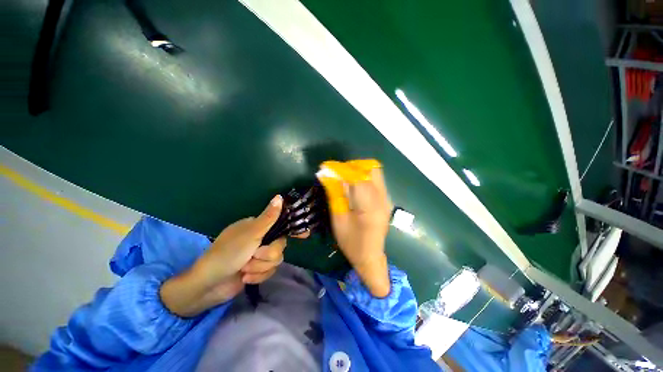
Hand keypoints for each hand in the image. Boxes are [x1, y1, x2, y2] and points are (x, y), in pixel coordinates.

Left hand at [160, 195, 288, 316]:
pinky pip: (269, 272)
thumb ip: (268, 217)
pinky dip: (257, 276)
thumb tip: (279, 197)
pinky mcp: (258, 270)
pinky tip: (245, 278)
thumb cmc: (227, 253)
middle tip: (253, 256)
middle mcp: (261, 239)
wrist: (208, 285)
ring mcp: (259, 256)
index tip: (305, 236)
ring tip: (245, 270)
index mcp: (258, 227)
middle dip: (267, 255)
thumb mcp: (250, 234)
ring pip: (276, 260)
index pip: (281, 225)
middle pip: (280, 246)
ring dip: (260, 267)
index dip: (293, 230)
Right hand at [319, 161, 392, 296]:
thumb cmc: (352, 242)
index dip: (341, 169)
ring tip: (343, 177)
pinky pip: (375, 180)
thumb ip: (334, 194)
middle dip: (352, 166)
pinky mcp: (385, 200)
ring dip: (358, 170)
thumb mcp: (338, 219)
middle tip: (337, 172)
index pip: (357, 177)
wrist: (371, 257)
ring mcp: (386, 199)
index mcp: (370, 206)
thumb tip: (326, 175)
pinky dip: (363, 176)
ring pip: (374, 172)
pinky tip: (352, 185)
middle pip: (371, 168)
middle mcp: (382, 199)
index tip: (326, 167)